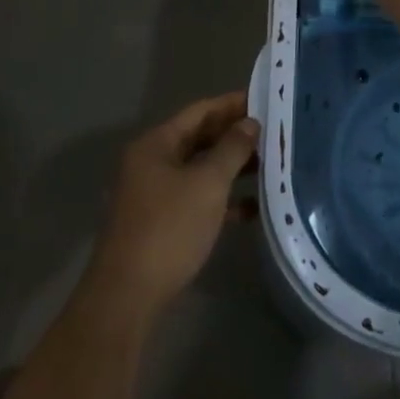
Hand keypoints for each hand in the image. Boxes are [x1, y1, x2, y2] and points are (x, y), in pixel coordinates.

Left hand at [86, 92, 259, 318]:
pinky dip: (221, 199)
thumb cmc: (169, 229)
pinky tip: (250, 208)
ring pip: (199, 170)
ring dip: (231, 168)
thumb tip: (250, 123)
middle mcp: (151, 163)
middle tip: (272, 133)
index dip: (232, 104)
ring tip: (269, 167)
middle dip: (234, 136)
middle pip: (199, 138)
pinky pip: (196, 199)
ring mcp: (153, 195)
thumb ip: (231, 149)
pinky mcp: (160, 224)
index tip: (265, 100)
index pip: (200, 111)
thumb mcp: (208, 183)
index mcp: (156, 144)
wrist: (127, 297)